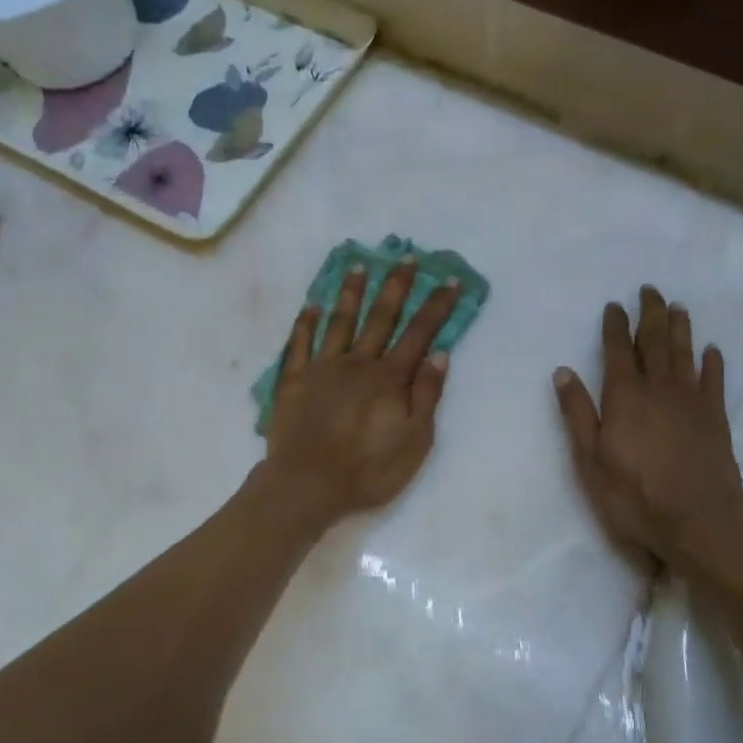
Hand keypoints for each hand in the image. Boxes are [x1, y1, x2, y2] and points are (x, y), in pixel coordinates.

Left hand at [262, 260, 458, 522]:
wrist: (308, 485)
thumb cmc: (368, 470)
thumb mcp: (414, 441)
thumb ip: (426, 395)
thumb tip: (439, 354)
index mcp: (389, 378)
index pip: (419, 334)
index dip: (436, 306)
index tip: (448, 280)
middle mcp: (357, 363)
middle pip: (380, 317)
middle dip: (395, 285)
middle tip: (404, 257)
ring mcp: (322, 368)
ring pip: (339, 321)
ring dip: (350, 292)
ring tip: (357, 266)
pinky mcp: (293, 381)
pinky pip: (299, 344)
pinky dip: (305, 323)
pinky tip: (311, 305)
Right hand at [553, 286, 742, 570]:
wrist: (699, 521)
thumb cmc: (634, 495)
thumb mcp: (590, 460)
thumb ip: (578, 413)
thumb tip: (563, 372)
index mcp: (624, 397)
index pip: (618, 351)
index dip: (615, 326)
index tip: (614, 305)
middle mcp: (659, 389)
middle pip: (655, 342)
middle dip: (650, 315)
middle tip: (649, 290)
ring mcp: (691, 401)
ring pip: (685, 353)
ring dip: (680, 328)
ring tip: (678, 307)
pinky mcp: (716, 418)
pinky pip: (714, 380)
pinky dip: (712, 362)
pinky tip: (711, 350)